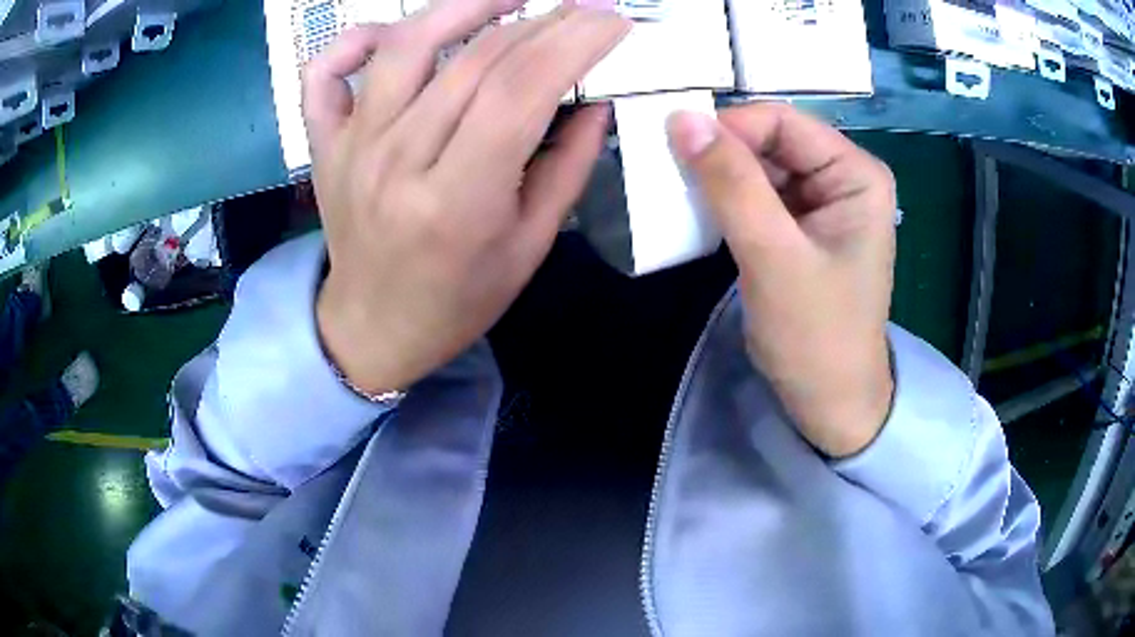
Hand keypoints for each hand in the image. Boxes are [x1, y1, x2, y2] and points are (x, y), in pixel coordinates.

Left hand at [302, 0, 629, 393]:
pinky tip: (395, 32)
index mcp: (456, 200)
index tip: (613, 20)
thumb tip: (595, 98)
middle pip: (476, 59)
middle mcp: (397, 160)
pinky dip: (356, 38)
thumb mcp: (530, 246)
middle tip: (583, 7)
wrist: (374, 328)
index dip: (575, 41)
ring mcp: (353, 145)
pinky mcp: (326, 143)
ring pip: (406, 45)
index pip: (521, 89)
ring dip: (464, 6)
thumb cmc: (458, 299)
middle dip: (544, 21)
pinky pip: (326, 72)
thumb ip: (568, 166)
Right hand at [668, 104, 896, 457]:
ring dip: (719, 177)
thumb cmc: (815, 334)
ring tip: (678, 192)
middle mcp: (843, 177)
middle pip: (771, 140)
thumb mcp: (772, 255)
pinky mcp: (801, 226)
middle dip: (721, 153)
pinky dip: (726, 200)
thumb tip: (682, 118)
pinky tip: (700, 213)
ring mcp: (822, 202)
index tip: (676, 150)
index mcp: (856, 174)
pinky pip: (758, 195)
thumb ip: (731, 182)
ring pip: (760, 166)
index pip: (783, 122)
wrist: (828, 400)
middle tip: (669, 172)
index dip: (729, 128)